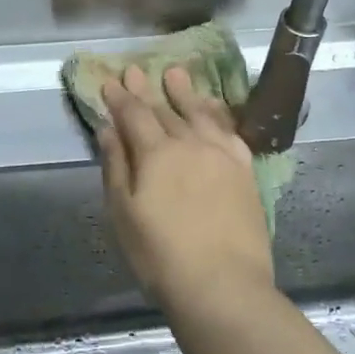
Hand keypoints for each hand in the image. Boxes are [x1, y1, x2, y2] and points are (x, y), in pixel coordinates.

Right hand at [98, 64, 274, 311]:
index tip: (110, 81)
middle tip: (136, 70)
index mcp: (156, 153)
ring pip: (200, 114)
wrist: (223, 284)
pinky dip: (218, 116)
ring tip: (176, 74)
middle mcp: (190, 144)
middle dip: (147, 90)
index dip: (120, 98)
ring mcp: (222, 155)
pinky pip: (230, 131)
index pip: (134, 115)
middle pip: (165, 110)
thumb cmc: (161, 255)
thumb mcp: (124, 213)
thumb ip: (117, 167)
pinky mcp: (245, 171)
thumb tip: (109, 129)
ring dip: (185, 93)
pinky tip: (214, 111)